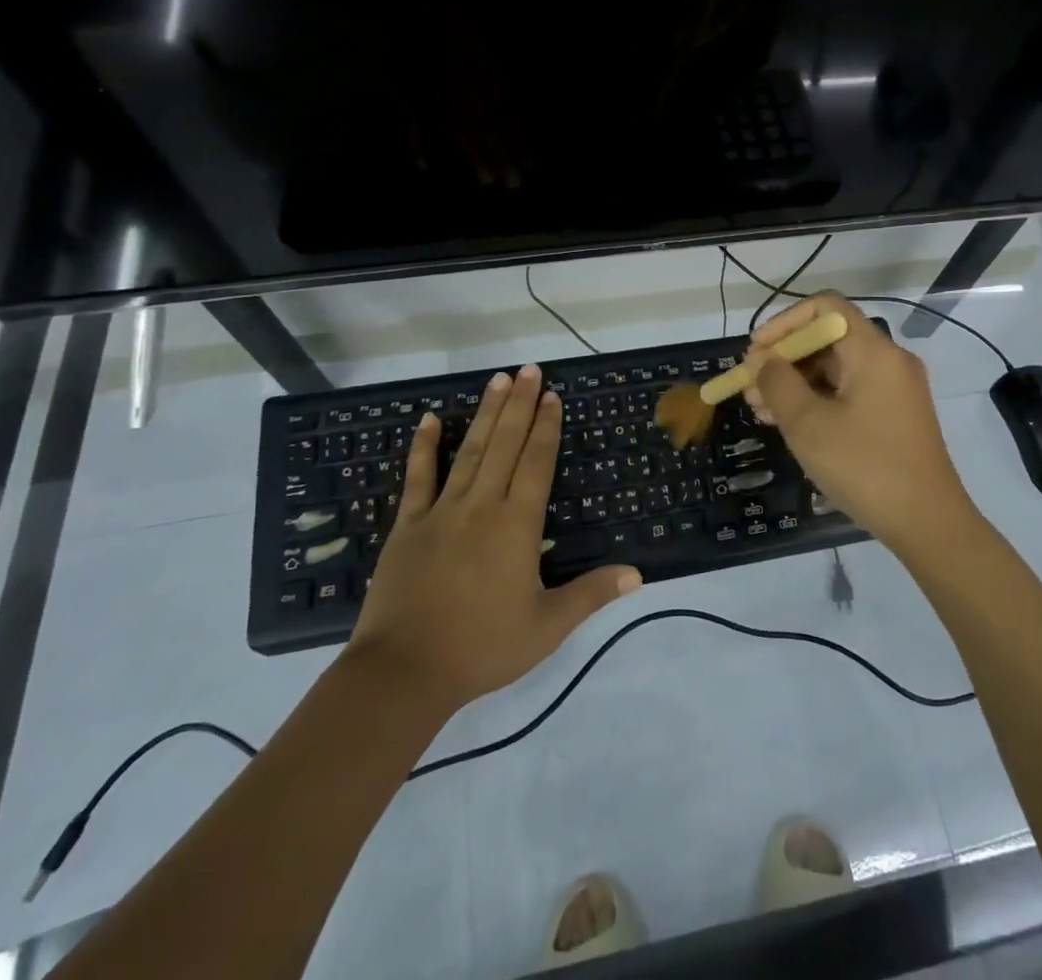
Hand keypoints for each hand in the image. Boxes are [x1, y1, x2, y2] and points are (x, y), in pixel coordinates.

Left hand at [345, 365, 640, 708]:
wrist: (403, 673)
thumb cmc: (482, 648)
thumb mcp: (547, 626)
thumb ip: (592, 594)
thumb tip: (638, 574)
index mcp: (516, 524)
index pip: (536, 462)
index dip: (546, 427)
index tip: (552, 396)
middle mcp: (482, 506)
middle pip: (505, 444)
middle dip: (520, 404)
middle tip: (528, 369)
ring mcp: (442, 512)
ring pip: (469, 451)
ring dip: (485, 413)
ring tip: (497, 379)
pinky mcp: (408, 526)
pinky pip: (417, 478)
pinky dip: (422, 447)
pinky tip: (426, 419)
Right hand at [743, 293, 978, 554]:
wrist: (928, 524)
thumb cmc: (864, 467)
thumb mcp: (808, 424)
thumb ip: (777, 383)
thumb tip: (761, 360)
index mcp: (873, 351)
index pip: (825, 307)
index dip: (785, 322)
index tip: (756, 352)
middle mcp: (889, 360)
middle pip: (829, 338)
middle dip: (785, 359)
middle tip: (751, 389)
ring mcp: (896, 388)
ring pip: (837, 368)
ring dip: (797, 382)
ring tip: (762, 412)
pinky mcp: (896, 414)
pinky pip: (850, 391)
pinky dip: (819, 400)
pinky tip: (791, 424)